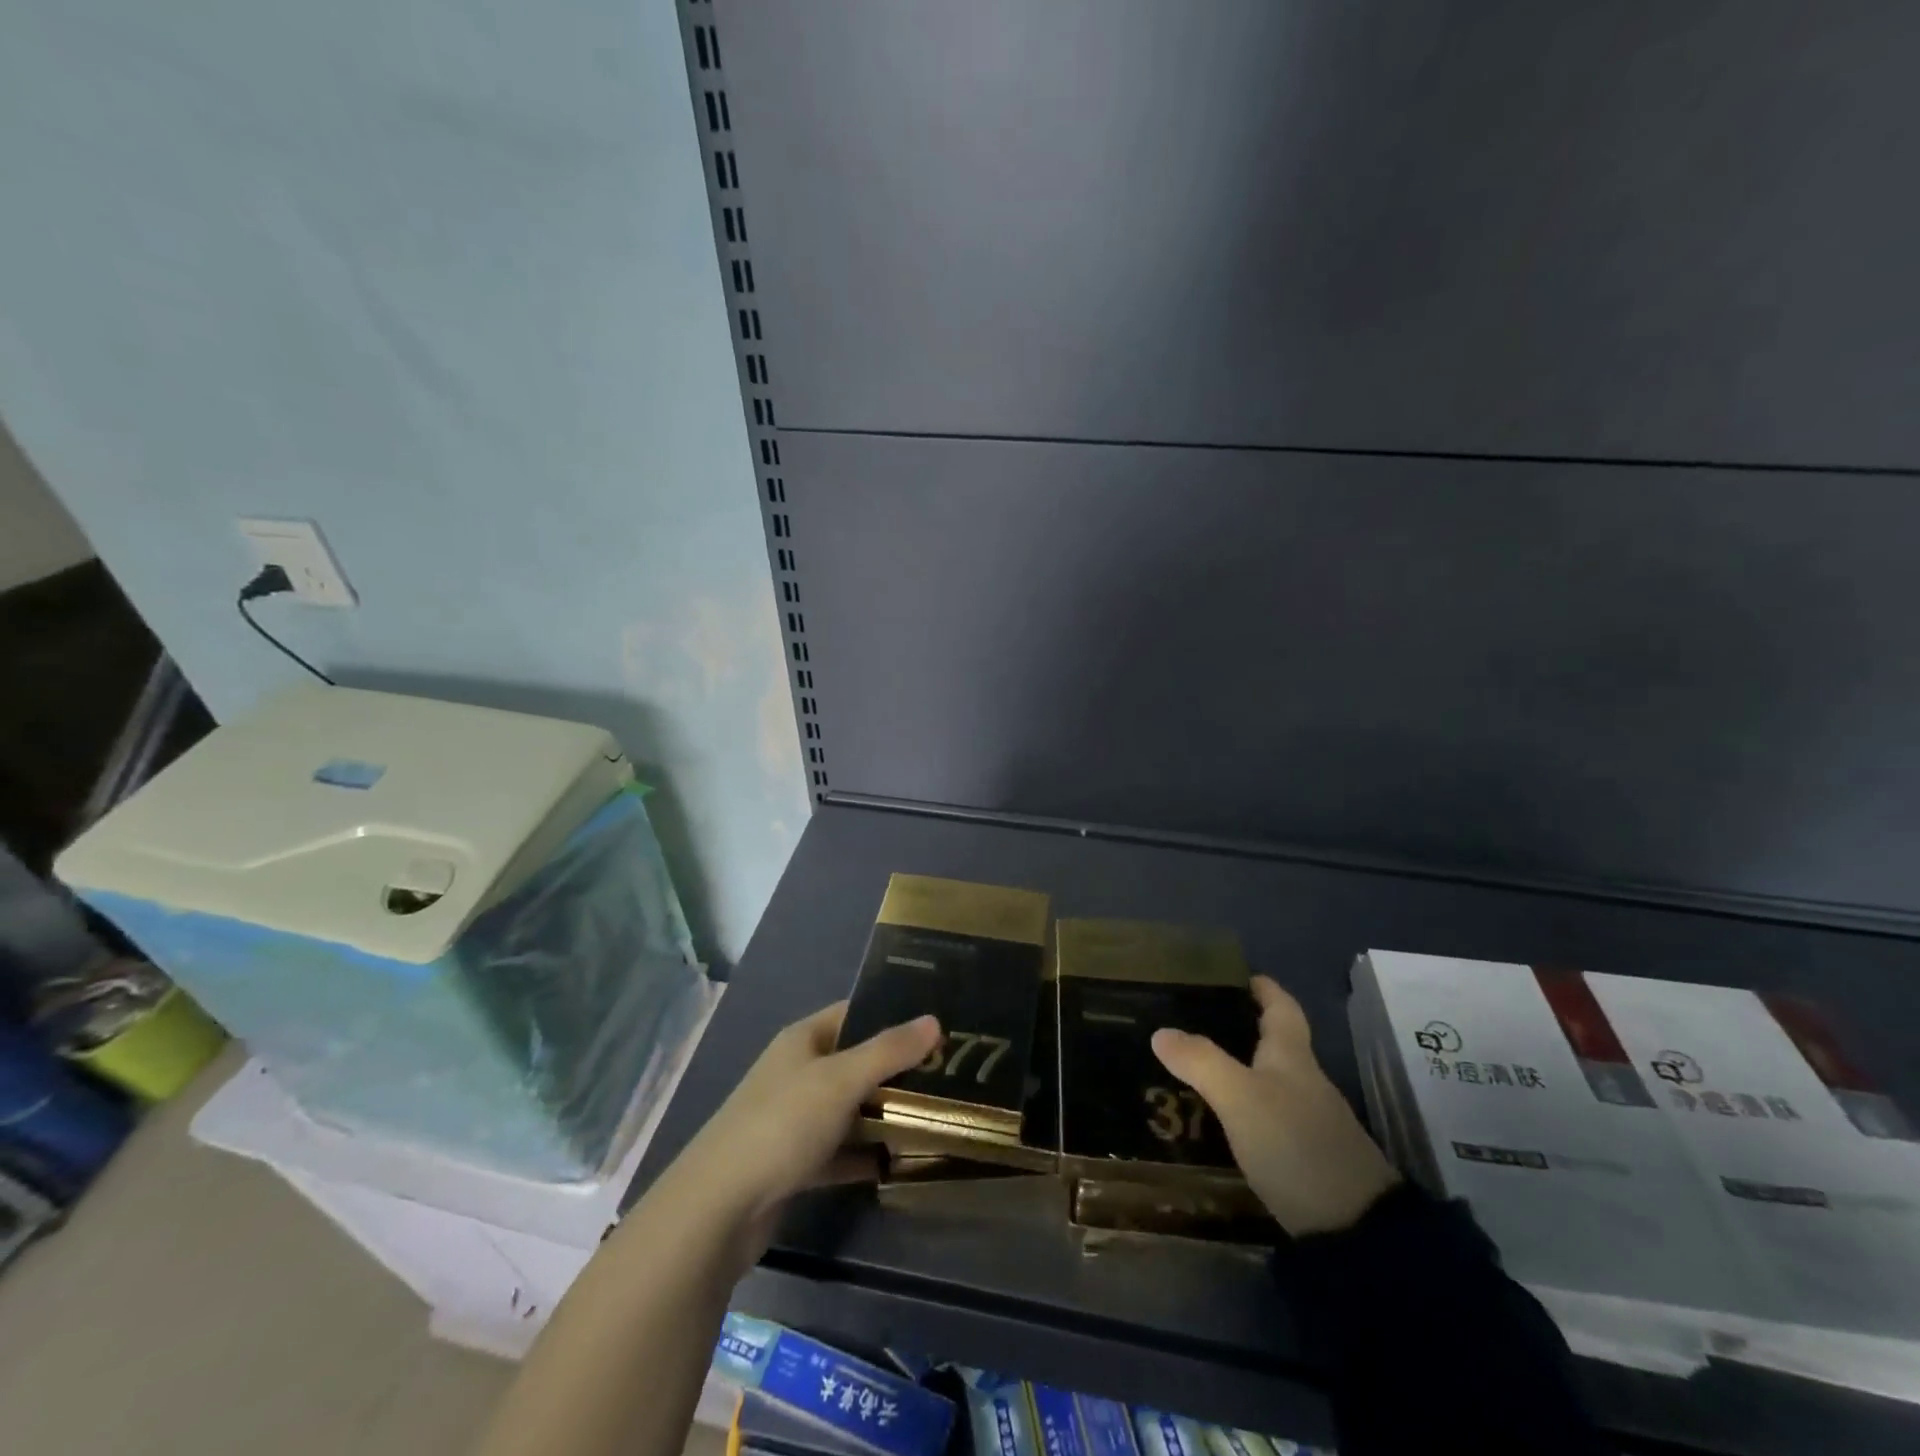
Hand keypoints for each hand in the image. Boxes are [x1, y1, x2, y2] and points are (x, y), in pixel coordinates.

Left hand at [669, 1002, 939, 1267]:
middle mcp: (797, 1073)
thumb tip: (934, 1020)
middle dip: (896, 1069)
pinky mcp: (794, 1164)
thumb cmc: (782, 1125)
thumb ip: (889, 1051)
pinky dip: (865, 1156)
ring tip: (934, 1115)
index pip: (854, 1014)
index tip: (937, 1027)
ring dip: (883, 1114)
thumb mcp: (841, 1080)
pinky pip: (839, 1151)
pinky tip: (899, 1163)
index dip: (892, 1016)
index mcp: (802, 1041)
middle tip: (947, 1074)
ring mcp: (794, 1120)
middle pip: (854, 1062)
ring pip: (849, 1109)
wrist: (719, 1209)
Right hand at [1151, 975, 1398, 1235]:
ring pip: (1271, 1082)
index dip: (1264, 989)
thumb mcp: (1240, 1098)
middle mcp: (1305, 1082)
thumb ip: (1200, 1061)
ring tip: (1197, 1070)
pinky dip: (1246, 1108)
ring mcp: (1312, 1122)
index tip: (1240, 976)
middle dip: (1241, 1028)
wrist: (1357, 1231)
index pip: (1282, 1008)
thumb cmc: (1295, 1144)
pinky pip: (1270, 1117)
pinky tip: (1223, 1121)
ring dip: (1239, 1070)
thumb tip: (1160, 1032)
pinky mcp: (1309, 1159)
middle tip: (1196, 1023)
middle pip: (1275, 1043)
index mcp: (1292, 1057)